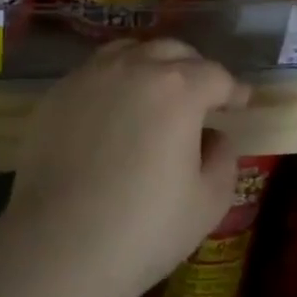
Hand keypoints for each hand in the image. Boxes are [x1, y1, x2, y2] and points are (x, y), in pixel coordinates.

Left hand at [5, 38, 251, 296]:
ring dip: (151, 64)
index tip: (239, 104)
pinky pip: (94, 72)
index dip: (233, 90)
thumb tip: (213, 137)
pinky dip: (114, 80)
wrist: (58, 246)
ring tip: (155, 91)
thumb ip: (222, 158)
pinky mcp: (57, 94)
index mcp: (178, 89)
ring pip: (129, 51)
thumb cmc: (144, 228)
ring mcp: (89, 76)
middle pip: (172, 51)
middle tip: (201, 96)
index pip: (216, 75)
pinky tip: (114, 110)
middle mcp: (133, 68)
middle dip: (194, 68)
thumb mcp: (208, 201)